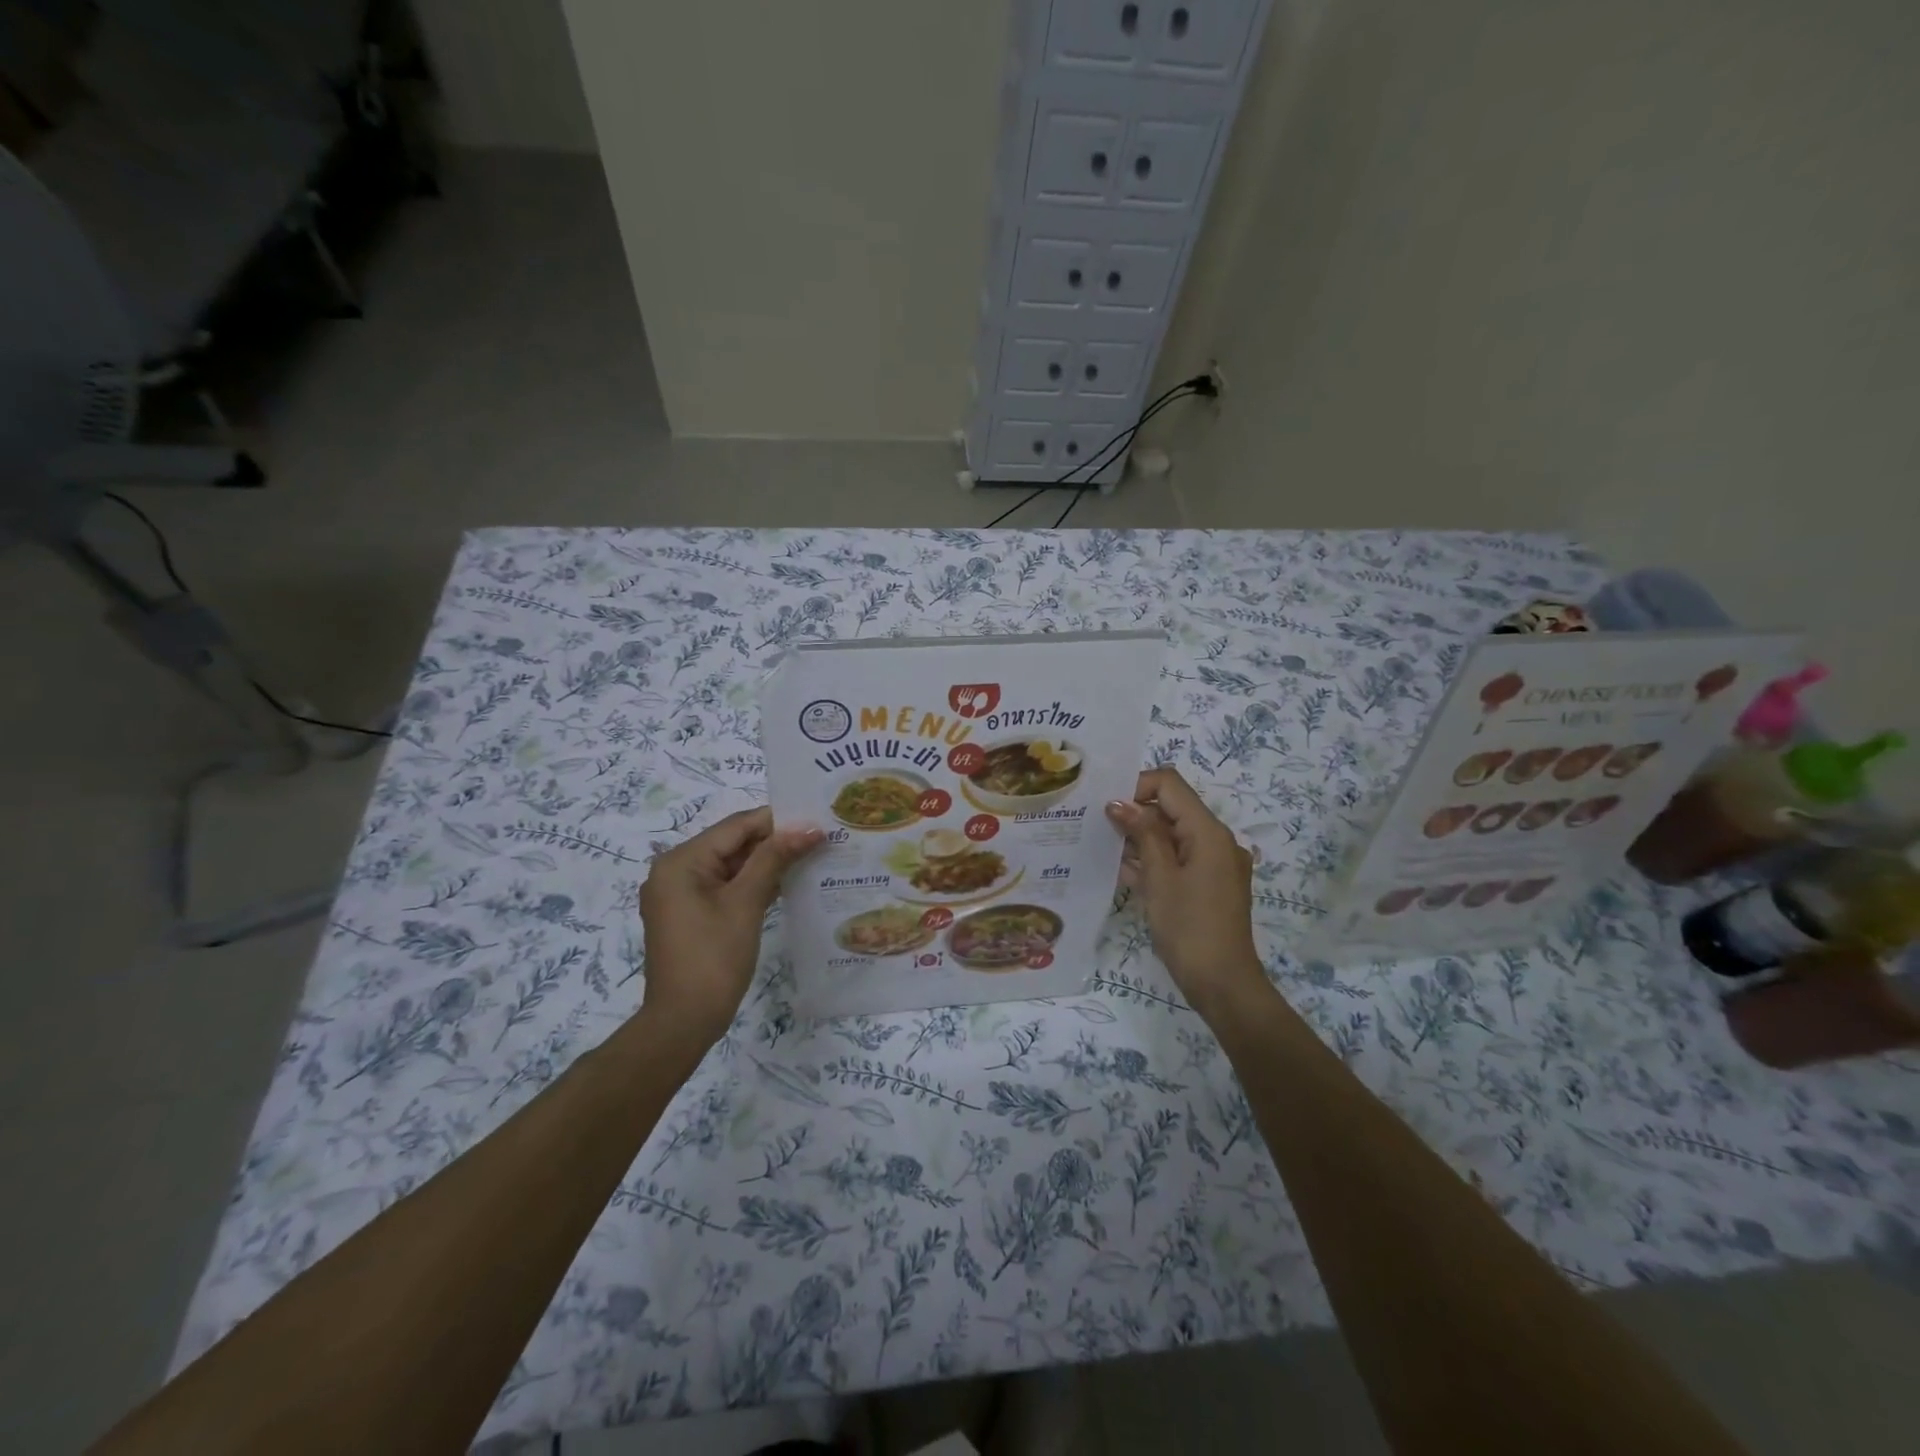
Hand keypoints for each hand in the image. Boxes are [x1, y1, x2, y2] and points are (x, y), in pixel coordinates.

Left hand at [638, 807, 822, 1042]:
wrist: (683, 1022)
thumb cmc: (713, 958)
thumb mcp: (746, 903)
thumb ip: (775, 859)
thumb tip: (809, 828)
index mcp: (681, 861)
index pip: (736, 826)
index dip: (777, 821)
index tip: (816, 819)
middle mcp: (675, 870)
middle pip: (732, 843)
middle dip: (774, 841)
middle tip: (819, 838)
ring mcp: (680, 894)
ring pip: (731, 865)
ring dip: (767, 862)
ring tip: (811, 855)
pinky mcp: (690, 914)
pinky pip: (725, 886)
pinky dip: (753, 883)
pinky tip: (788, 882)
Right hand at [1106, 768, 1268, 1019]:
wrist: (1223, 984)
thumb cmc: (1188, 928)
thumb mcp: (1159, 878)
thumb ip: (1142, 834)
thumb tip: (1119, 802)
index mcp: (1209, 832)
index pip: (1170, 785)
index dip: (1136, 787)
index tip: (1107, 809)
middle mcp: (1217, 840)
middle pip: (1171, 808)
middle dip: (1135, 814)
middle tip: (1097, 828)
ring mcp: (1215, 864)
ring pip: (1172, 835)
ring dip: (1141, 839)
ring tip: (1105, 850)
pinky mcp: (1209, 884)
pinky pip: (1178, 859)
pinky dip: (1154, 861)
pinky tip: (1124, 872)